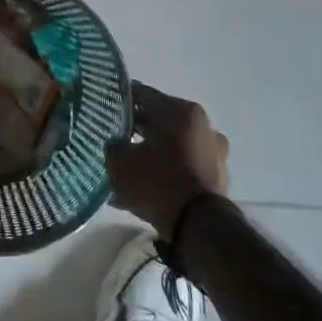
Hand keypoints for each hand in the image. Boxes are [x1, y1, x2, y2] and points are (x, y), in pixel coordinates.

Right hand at [106, 82, 230, 232]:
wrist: (199, 226)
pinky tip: (145, 190)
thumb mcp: (120, 161)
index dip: (119, 100)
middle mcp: (202, 125)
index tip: (103, 109)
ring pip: (171, 145)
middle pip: (159, 120)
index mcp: (180, 110)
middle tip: (113, 140)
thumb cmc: (157, 181)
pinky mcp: (217, 176)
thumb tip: (115, 143)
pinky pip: (183, 167)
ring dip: (151, 153)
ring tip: (127, 171)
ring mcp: (213, 151)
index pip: (142, 94)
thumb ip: (112, 145)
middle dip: (136, 130)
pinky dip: (166, 172)